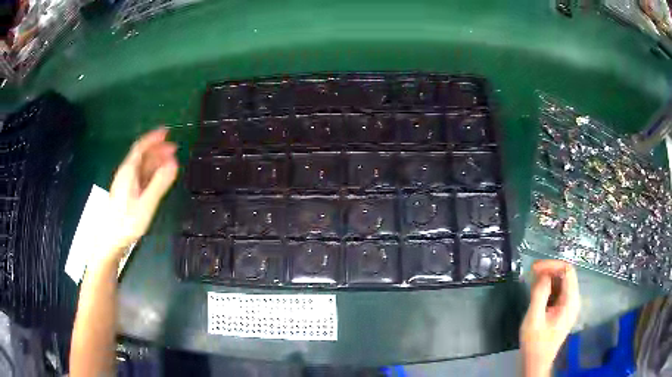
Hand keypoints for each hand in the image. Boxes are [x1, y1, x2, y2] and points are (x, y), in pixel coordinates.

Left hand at [102, 128, 177, 260]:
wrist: (111, 241)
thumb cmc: (126, 223)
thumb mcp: (145, 204)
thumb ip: (159, 183)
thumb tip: (174, 163)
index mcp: (128, 172)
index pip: (140, 148)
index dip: (153, 138)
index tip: (166, 131)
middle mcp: (126, 175)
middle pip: (141, 156)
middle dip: (157, 149)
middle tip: (174, 147)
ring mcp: (126, 184)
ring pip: (141, 167)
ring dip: (155, 161)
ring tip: (170, 161)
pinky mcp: (128, 194)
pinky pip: (141, 177)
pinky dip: (151, 173)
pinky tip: (159, 177)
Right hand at [520, 260, 579, 376]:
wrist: (536, 362)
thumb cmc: (535, 343)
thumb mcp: (534, 319)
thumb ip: (540, 294)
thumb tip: (542, 274)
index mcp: (570, 301)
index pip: (567, 270)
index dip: (552, 265)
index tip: (535, 268)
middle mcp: (573, 300)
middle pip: (565, 275)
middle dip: (549, 270)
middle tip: (531, 273)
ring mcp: (568, 306)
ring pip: (561, 283)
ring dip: (548, 279)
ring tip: (532, 282)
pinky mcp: (562, 310)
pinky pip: (558, 292)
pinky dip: (548, 288)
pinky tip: (537, 292)